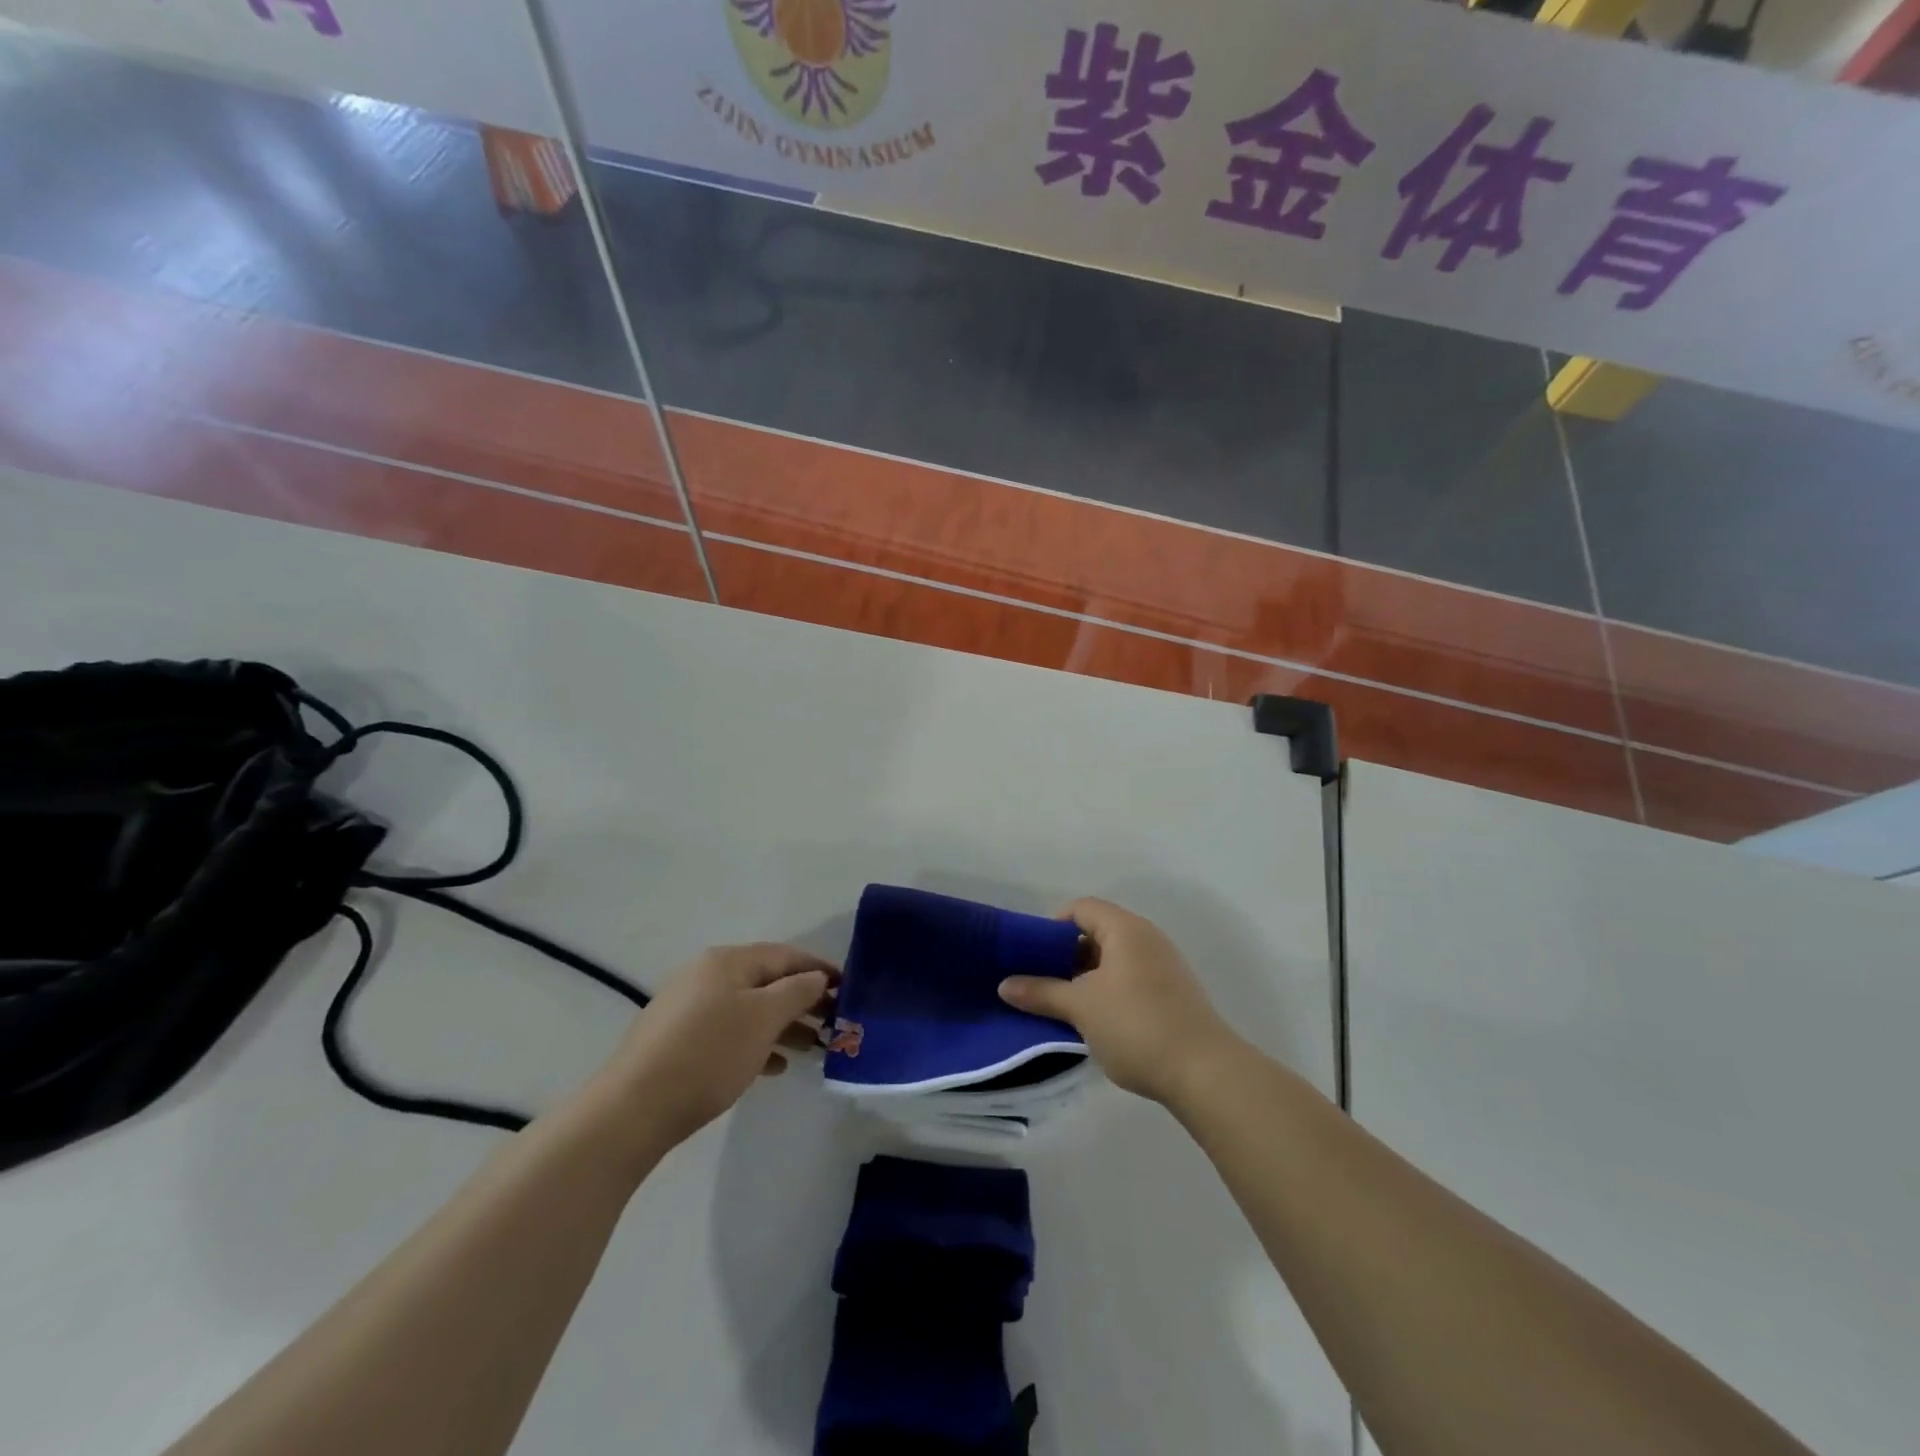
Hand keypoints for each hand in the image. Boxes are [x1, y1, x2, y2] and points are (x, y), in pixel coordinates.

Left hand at [599, 944, 836, 1144]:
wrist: (634, 1109)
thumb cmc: (709, 1054)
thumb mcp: (763, 1018)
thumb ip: (797, 991)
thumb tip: (816, 977)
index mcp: (727, 962)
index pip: (785, 955)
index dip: (819, 970)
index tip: (849, 989)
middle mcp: (706, 976)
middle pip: (766, 982)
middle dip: (802, 1001)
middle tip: (834, 1023)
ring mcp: (688, 1009)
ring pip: (749, 1009)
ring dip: (783, 1025)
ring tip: (812, 1048)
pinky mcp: (678, 1041)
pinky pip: (729, 1032)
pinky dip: (756, 1043)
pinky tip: (775, 1066)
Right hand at [998, 898, 1234, 1105]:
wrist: (1205, 1072)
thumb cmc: (1136, 1026)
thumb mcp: (1081, 1008)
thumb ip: (1041, 992)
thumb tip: (1004, 985)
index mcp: (1125, 929)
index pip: (1081, 908)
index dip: (1052, 925)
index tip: (1031, 954)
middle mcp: (1147, 938)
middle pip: (1097, 932)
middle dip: (1066, 955)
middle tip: (1041, 982)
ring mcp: (1164, 966)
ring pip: (1114, 959)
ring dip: (1086, 977)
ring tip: (1063, 1005)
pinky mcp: (1173, 994)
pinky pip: (1130, 979)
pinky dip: (1108, 991)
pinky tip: (1095, 1021)